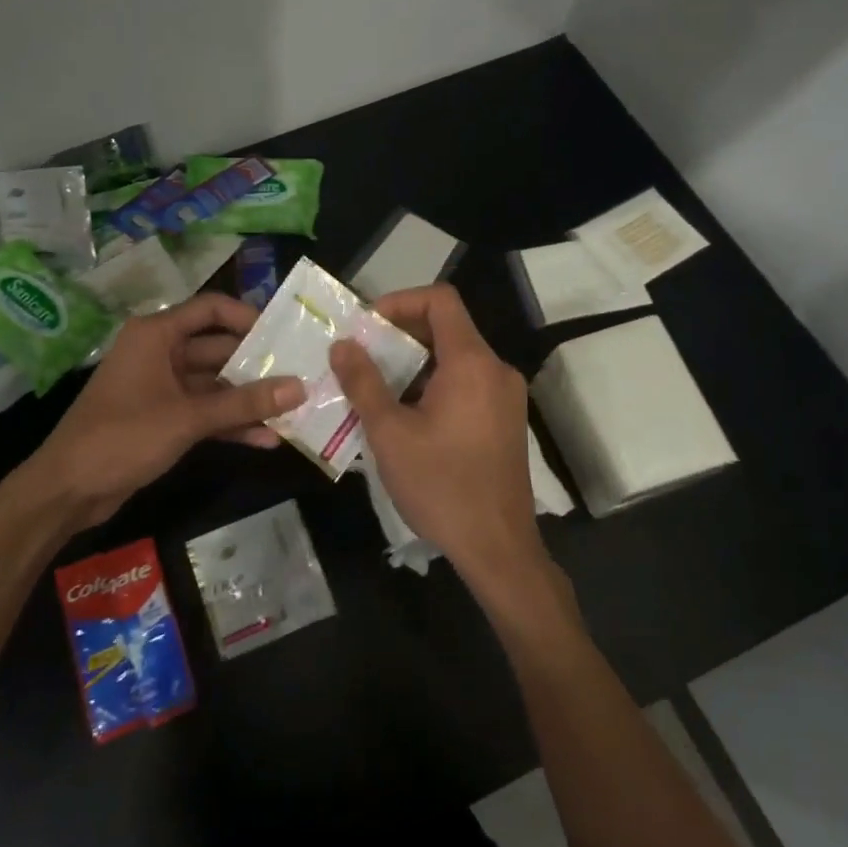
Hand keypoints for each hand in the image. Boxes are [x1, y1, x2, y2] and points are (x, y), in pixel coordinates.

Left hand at [26, 293, 303, 527]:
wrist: (68, 490)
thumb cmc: (123, 437)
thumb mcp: (188, 418)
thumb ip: (244, 403)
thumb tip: (300, 386)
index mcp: (156, 335)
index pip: (211, 309)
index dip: (248, 317)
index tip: (285, 334)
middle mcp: (160, 353)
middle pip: (218, 348)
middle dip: (257, 365)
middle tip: (301, 375)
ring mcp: (161, 387)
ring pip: (215, 384)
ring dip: (248, 399)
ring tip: (293, 410)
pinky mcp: (163, 418)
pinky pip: (205, 411)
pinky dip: (230, 423)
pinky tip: (266, 439)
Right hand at [330, 284, 551, 599]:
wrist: (498, 547)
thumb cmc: (441, 486)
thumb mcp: (390, 433)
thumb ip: (363, 382)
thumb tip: (341, 344)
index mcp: (472, 362)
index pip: (440, 299)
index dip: (400, 301)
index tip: (367, 326)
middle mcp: (496, 369)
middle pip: (448, 327)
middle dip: (401, 335)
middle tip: (361, 356)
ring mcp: (505, 396)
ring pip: (456, 358)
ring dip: (415, 363)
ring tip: (375, 386)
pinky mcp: (505, 420)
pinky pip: (467, 383)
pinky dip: (434, 384)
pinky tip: (405, 414)